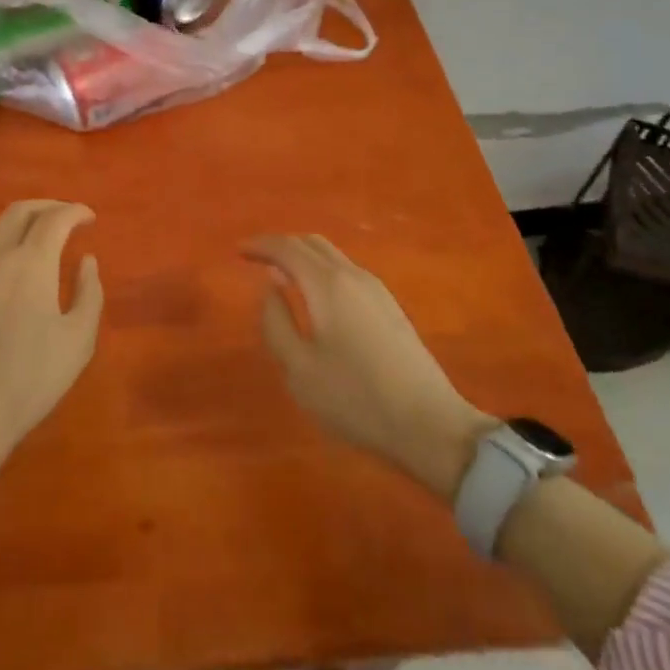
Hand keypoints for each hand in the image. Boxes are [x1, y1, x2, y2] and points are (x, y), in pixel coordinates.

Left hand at [0, 199, 104, 469]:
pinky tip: (1, 264)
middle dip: (47, 208)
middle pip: (20, 211)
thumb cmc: (30, 378)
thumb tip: (86, 260)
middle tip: (65, 218)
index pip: (55, 218)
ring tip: (33, 235)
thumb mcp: (78, 340)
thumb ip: (89, 292)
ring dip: (17, 221)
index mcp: (31, 261)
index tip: (89, 218)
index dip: (75, 212)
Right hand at [246, 235, 493, 494]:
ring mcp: (376, 290)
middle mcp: (352, 275)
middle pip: (311, 243)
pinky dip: (322, 270)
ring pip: (332, 255)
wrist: (430, 426)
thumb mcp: (299, 369)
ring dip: (303, 257)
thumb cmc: (355, 399)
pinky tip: (316, 296)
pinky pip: (346, 271)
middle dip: (281, 245)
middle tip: (258, 260)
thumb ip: (276, 322)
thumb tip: (271, 286)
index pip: (287, 248)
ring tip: (283, 276)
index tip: (239, 250)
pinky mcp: (390, 307)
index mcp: (327, 285)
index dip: (260, 245)